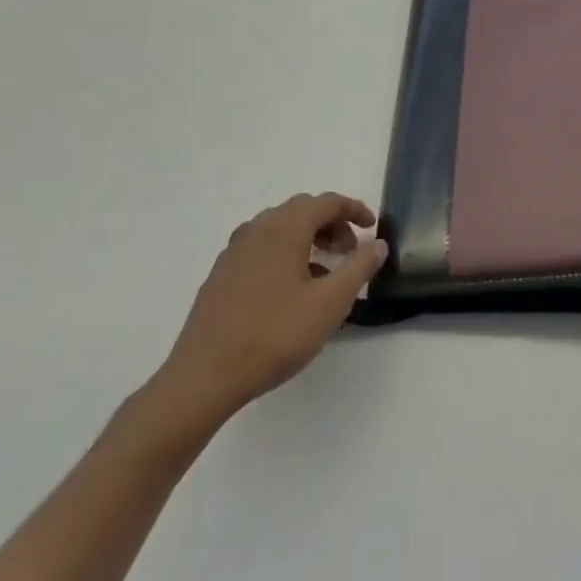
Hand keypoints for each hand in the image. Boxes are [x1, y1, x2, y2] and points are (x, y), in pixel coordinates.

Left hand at [151, 193, 385, 429]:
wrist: (203, 378)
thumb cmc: (274, 335)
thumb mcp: (330, 303)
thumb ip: (359, 268)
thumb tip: (377, 244)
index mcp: (284, 228)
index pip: (327, 202)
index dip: (354, 209)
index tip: (372, 228)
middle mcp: (257, 229)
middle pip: (302, 210)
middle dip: (331, 223)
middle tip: (350, 251)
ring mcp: (234, 251)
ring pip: (280, 228)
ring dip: (308, 238)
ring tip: (324, 271)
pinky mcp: (221, 274)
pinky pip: (262, 247)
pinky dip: (285, 252)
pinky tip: (291, 289)